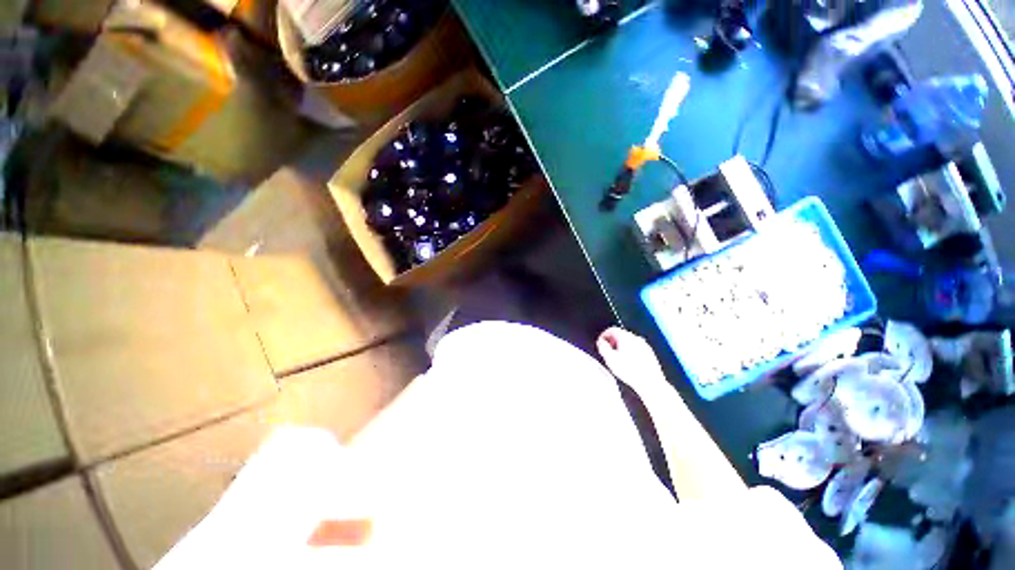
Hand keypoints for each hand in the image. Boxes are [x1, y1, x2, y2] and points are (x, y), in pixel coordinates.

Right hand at [596, 327, 667, 393]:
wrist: (650, 383)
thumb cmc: (631, 372)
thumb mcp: (610, 359)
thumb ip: (603, 347)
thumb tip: (601, 342)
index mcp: (626, 337)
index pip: (612, 329)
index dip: (604, 335)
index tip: (601, 342)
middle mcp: (636, 338)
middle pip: (621, 334)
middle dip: (612, 341)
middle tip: (607, 351)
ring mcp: (644, 346)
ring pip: (629, 342)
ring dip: (621, 347)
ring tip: (618, 359)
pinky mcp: (649, 353)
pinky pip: (637, 348)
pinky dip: (630, 352)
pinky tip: (629, 363)